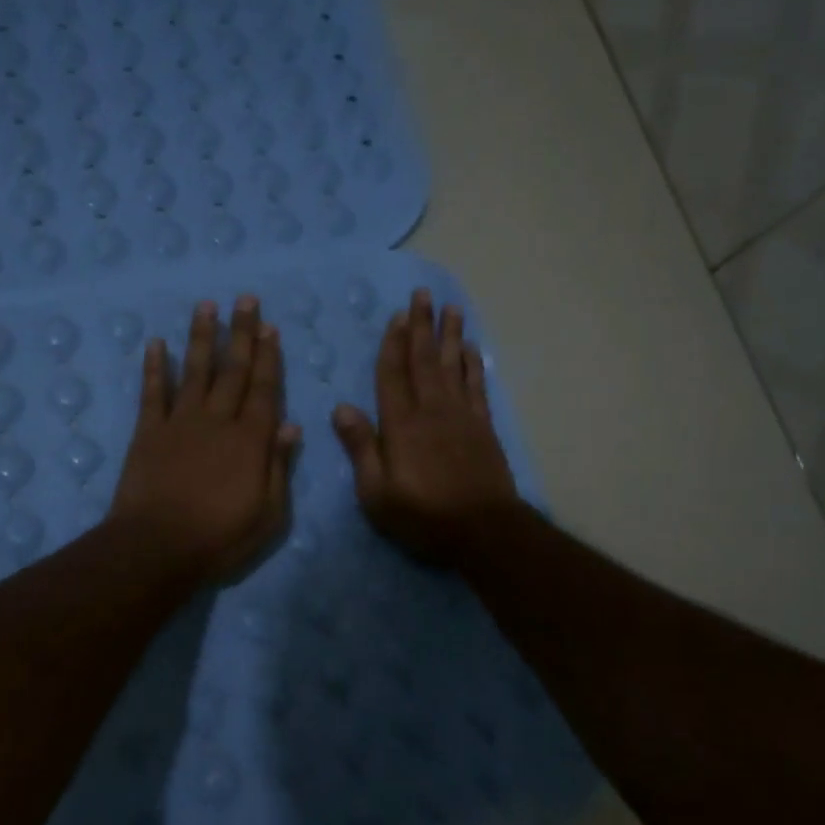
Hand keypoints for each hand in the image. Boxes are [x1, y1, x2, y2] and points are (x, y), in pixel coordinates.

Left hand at [110, 296, 300, 582]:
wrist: (156, 548)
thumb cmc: (220, 538)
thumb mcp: (268, 514)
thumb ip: (279, 467)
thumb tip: (291, 426)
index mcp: (250, 440)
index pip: (263, 389)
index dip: (268, 357)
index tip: (270, 327)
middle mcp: (217, 421)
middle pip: (232, 370)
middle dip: (241, 333)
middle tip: (245, 299)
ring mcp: (180, 423)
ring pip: (195, 371)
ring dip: (202, 337)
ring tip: (207, 305)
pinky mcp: (148, 432)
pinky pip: (153, 393)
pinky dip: (155, 367)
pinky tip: (156, 343)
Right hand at [332, 287, 520, 564]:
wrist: (484, 530)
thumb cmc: (423, 516)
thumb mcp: (377, 492)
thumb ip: (361, 448)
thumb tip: (340, 407)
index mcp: (401, 425)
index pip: (393, 375)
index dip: (393, 344)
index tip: (397, 315)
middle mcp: (432, 410)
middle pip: (425, 360)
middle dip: (422, 326)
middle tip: (423, 294)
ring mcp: (461, 416)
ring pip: (454, 365)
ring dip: (450, 335)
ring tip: (451, 307)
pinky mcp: (483, 427)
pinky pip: (477, 386)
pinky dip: (474, 364)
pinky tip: (472, 348)